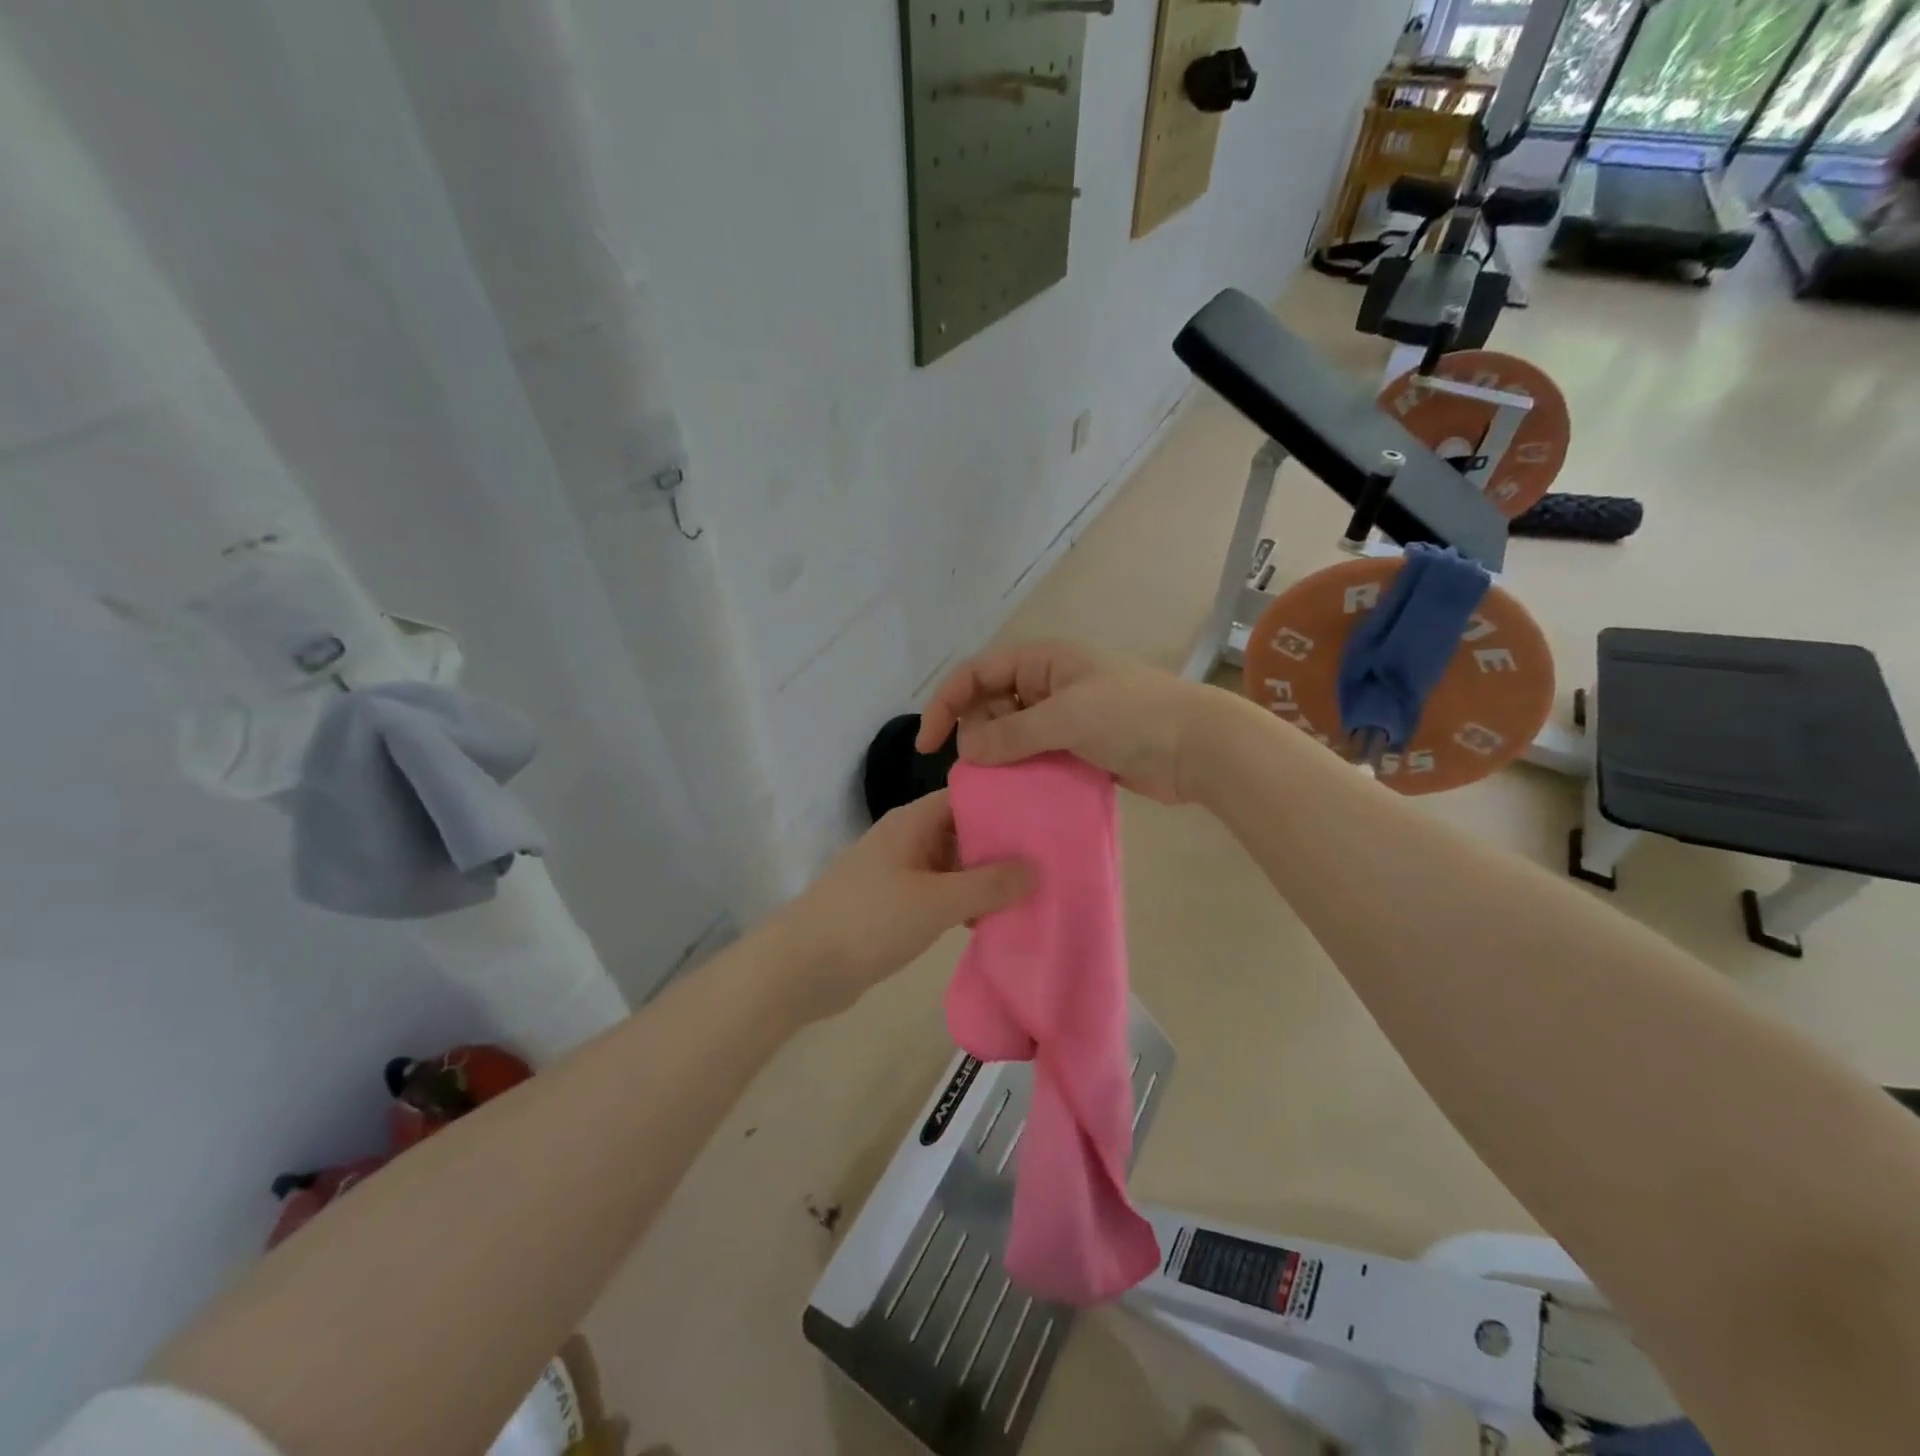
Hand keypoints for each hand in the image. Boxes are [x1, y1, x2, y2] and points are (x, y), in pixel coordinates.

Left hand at [771, 791, 1033, 1019]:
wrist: (801, 969)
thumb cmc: (869, 921)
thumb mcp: (935, 901)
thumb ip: (988, 885)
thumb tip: (1037, 868)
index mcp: (913, 822)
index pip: (968, 797)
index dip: (1005, 803)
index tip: (1048, 817)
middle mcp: (908, 840)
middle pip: (964, 832)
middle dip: (1002, 847)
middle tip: (1052, 861)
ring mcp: (900, 874)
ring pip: (954, 867)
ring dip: (986, 880)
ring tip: (1035, 893)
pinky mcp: (896, 906)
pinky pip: (941, 895)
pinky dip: (965, 904)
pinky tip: (995, 921)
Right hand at [916, 641, 1220, 803]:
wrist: (1198, 747)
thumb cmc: (1132, 716)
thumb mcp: (1066, 716)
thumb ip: (1011, 733)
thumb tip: (966, 749)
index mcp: (1042, 660)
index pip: (977, 673)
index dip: (946, 703)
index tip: (928, 744)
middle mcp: (1048, 683)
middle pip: (990, 703)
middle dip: (974, 732)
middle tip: (976, 767)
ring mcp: (1064, 717)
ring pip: (1011, 733)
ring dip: (997, 755)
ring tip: (992, 784)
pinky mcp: (1078, 748)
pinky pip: (1035, 756)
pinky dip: (1021, 771)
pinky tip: (1015, 793)